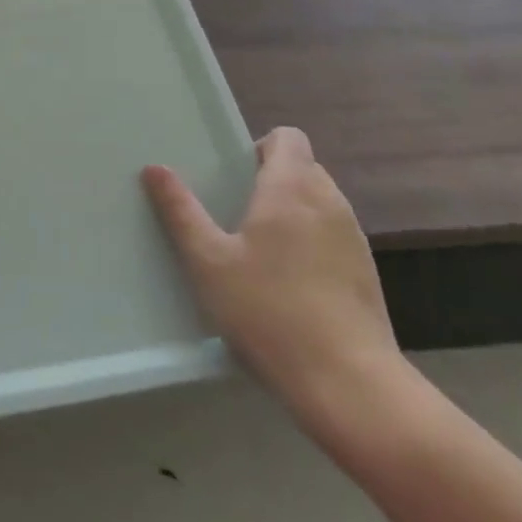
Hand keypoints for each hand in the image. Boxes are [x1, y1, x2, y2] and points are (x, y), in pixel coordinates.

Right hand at [143, 128, 404, 442]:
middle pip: (302, 167)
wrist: (350, 384)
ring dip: (292, 212)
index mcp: (292, 188)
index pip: (287, 137)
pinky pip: (333, 236)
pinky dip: (312, 243)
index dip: (259, 147)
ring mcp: (354, 237)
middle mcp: (329, 201)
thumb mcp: (209, 262)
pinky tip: (291, 285)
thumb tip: (154, 168)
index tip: (234, 178)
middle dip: (271, 180)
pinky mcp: (367, 272)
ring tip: (260, 251)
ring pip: (319, 203)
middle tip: (236, 215)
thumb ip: (181, 211)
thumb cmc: (269, 312)